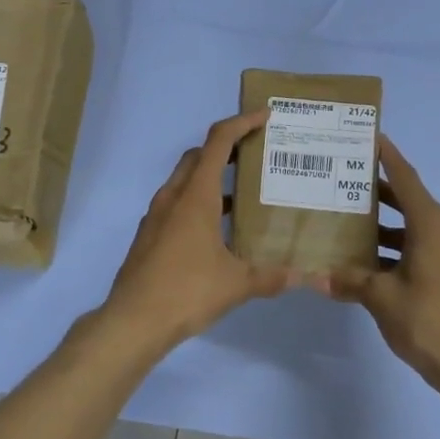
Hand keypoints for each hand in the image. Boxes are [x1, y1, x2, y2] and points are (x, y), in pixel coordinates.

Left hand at [101, 111, 295, 351]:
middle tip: (256, 154)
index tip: (264, 117)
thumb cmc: (186, 291)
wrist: (132, 321)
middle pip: (199, 155)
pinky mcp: (149, 235)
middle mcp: (173, 197)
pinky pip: (177, 204)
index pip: (218, 141)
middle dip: (226, 147)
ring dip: (211, 177)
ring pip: (185, 181)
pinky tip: (217, 230)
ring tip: (243, 194)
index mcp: (195, 196)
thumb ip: (272, 276)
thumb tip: (307, 277)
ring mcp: (157, 216)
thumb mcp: (237, 284)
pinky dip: (198, 202)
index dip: (242, 123)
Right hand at [314, 138, 439, 393]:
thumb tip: (319, 276)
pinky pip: (420, 247)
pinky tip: (367, 262)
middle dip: (377, 191)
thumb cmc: (429, 321)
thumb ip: (350, 280)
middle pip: (408, 200)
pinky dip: (396, 248)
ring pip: (412, 227)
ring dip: (384, 225)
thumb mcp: (382, 298)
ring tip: (347, 223)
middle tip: (343, 181)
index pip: (406, 178)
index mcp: (432, 224)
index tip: (370, 136)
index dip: (387, 156)